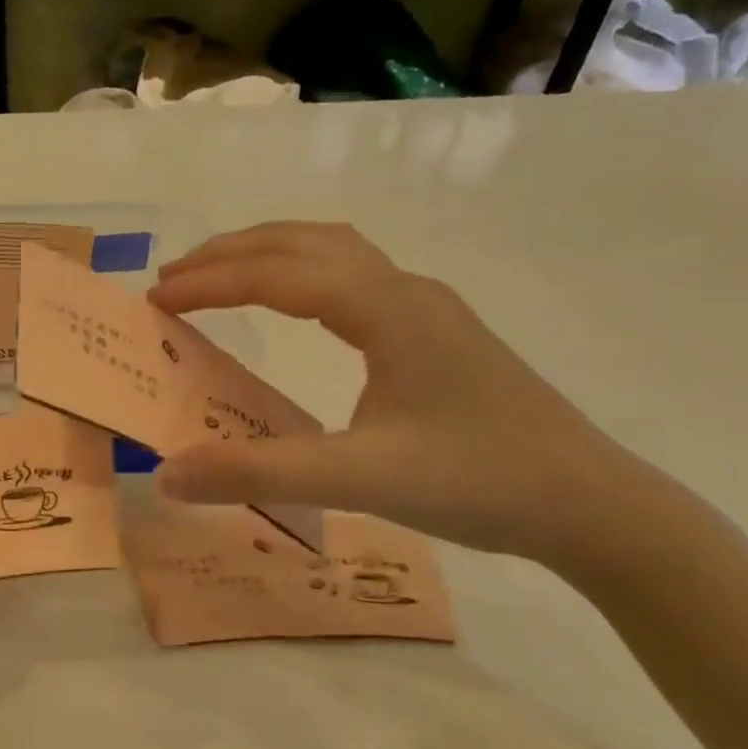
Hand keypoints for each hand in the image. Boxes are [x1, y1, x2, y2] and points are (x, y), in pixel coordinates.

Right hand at [148, 222, 645, 565]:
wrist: (591, 505)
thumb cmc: (477, 482)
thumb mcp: (358, 478)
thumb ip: (257, 472)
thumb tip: (167, 473)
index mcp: (386, 308)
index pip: (278, 274)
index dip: (210, 282)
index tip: (156, 297)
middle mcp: (405, 291)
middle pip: (304, 243)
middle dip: (232, 253)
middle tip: (174, 277)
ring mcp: (426, 309)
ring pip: (334, 253)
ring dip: (270, 255)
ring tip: (221, 277)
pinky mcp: (436, 334)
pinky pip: (354, 279)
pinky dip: (303, 275)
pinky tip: (297, 307)